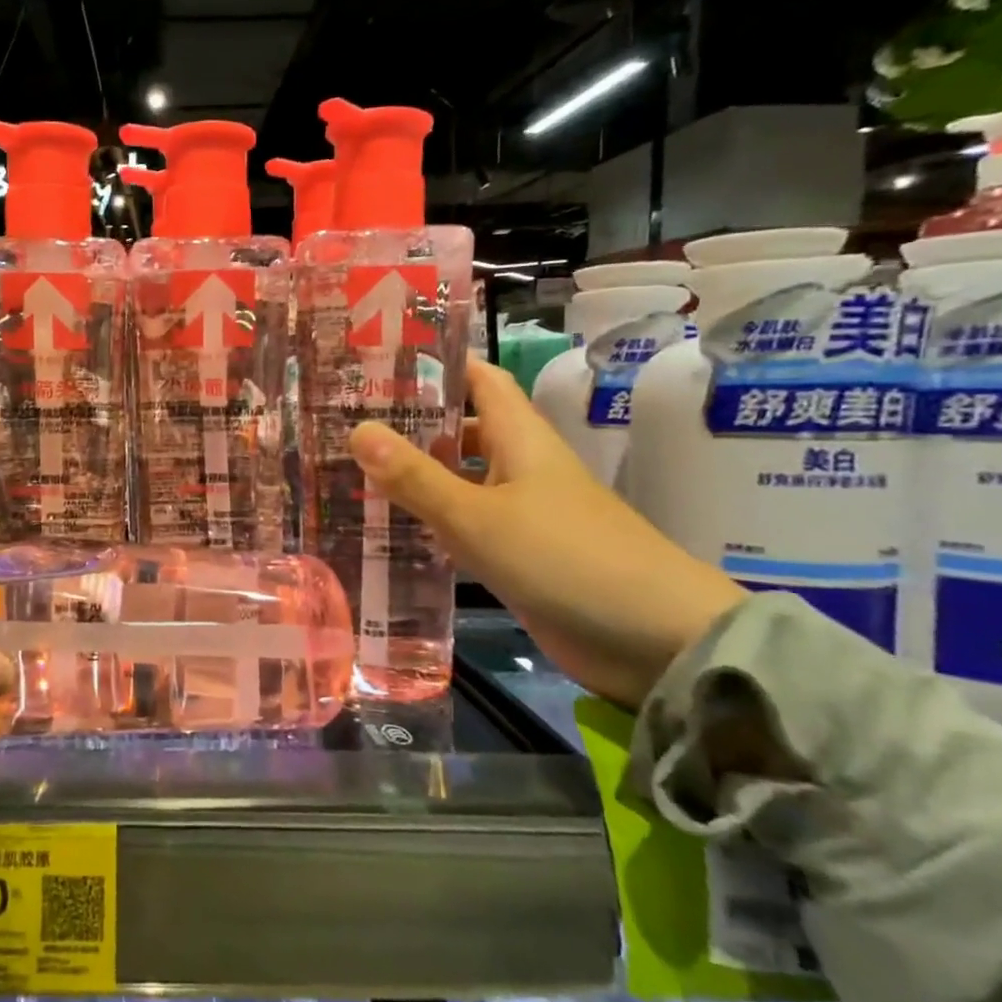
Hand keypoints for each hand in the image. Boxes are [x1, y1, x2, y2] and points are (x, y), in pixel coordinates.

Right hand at [349, 355, 745, 709]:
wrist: (653, 640)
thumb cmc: (562, 557)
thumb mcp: (476, 515)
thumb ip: (415, 476)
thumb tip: (357, 429)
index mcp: (520, 437)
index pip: (478, 379)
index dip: (436, 364)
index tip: (380, 361)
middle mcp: (520, 466)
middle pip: (462, 430)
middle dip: (411, 424)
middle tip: (348, 424)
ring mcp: (522, 513)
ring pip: (460, 480)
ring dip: (416, 476)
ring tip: (353, 473)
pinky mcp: (520, 555)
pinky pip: (467, 526)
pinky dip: (432, 522)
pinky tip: (391, 531)